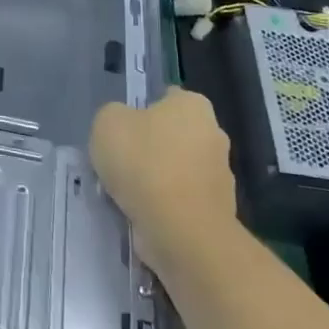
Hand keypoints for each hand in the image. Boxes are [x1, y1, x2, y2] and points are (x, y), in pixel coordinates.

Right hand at [90, 89, 236, 284]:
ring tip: (128, 195)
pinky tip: (144, 215)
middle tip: (121, 162)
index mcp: (193, 105)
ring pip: (179, 170)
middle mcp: (214, 134)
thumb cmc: (144, 163)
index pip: (167, 98)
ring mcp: (221, 175)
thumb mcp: (108, 123)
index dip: (141, 110)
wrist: (181, 230)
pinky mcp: (218, 211)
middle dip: (152, 147)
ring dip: (158, 179)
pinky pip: (182, 201)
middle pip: (174, 135)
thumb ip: (114, 117)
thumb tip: (124, 127)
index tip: (122, 130)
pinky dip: (166, 206)